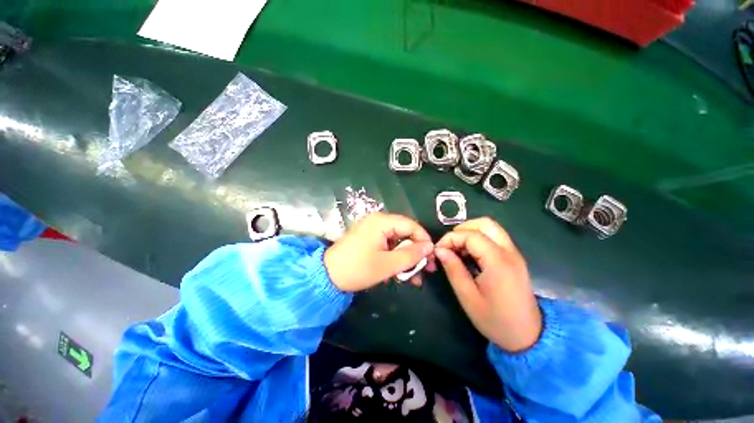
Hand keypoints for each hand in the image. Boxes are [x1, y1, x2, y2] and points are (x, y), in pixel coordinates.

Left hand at [324, 212, 435, 291]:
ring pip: (397, 241)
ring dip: (406, 258)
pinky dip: (394, 258)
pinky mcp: (369, 238)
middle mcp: (378, 221)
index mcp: (382, 221)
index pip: (411, 225)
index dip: (424, 240)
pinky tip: (398, 274)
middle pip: (405, 233)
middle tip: (426, 269)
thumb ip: (411, 255)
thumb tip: (430, 246)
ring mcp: (372, 229)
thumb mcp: (387, 264)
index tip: (432, 257)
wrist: (327, 276)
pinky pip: (388, 245)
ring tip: (413, 278)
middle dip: (416, 252)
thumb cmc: (357, 269)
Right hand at [435, 218, 541, 351]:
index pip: (471, 235)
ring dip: (471, 232)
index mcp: (498, 262)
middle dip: (462, 229)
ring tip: (458, 249)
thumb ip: (453, 269)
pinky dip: (479, 239)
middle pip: (485, 223)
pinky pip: (495, 237)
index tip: (438, 251)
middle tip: (450, 245)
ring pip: (491, 228)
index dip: (451, 238)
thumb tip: (439, 250)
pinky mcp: (514, 258)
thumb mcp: (467, 297)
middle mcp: (509, 252)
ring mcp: (514, 253)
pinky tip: (470, 254)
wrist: (527, 336)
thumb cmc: (495, 319)